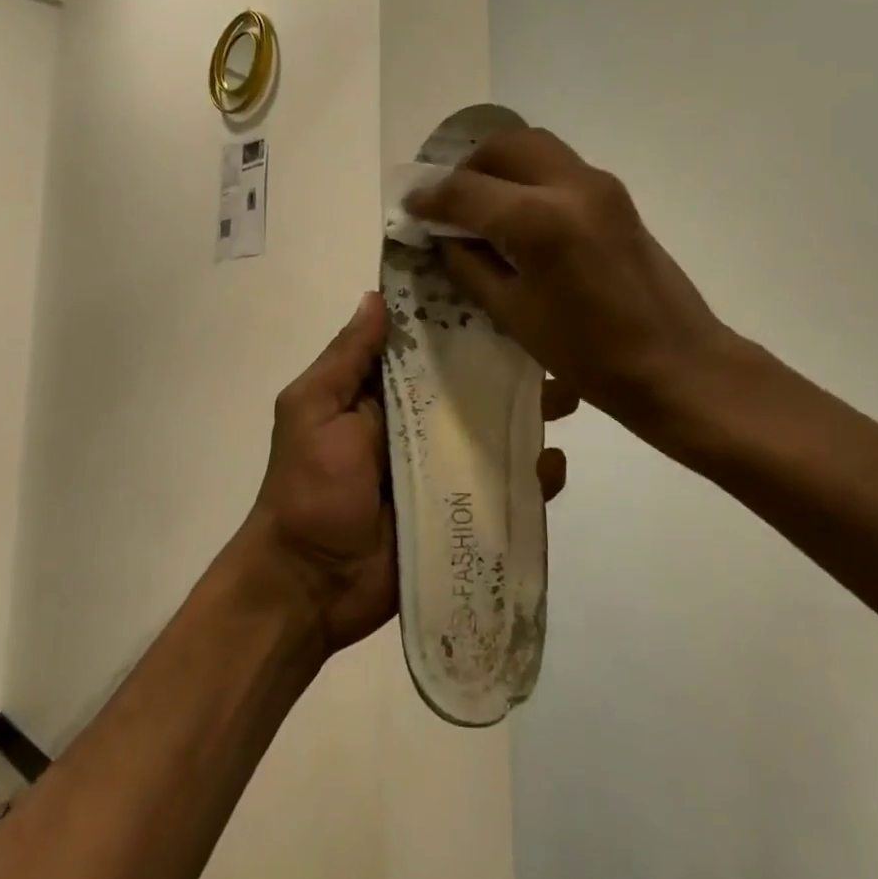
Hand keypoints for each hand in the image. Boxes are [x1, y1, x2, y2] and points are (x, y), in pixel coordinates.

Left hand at [245, 292, 568, 655]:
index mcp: (384, 393)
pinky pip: (508, 486)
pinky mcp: (466, 510)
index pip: (430, 345)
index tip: (502, 292)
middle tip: (554, 350)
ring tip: (569, 398)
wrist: (310, 586)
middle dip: (512, 366)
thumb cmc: (308, 488)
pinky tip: (553, 465)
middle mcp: (421, 422)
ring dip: (533, 413)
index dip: (462, 321)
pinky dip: (535, 475)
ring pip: (499, 430)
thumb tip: (376, 296)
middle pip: (474, 385)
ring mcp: (446, 467)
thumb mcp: (312, 410)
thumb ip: (346, 358)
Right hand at [406, 129, 743, 436]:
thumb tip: (444, 236)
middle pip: (502, 146)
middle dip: (467, 169)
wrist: (677, 363)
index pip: (465, 190)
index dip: (430, 198)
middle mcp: (569, 185)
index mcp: (538, 220)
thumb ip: (470, 265)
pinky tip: (519, 213)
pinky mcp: (616, 193)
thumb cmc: (590, 355)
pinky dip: (528, 175)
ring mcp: (599, 183)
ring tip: (482, 203)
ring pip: (533, 144)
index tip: (411, 208)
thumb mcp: (513, 315)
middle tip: (449, 204)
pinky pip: (558, 164)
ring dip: (499, 165)